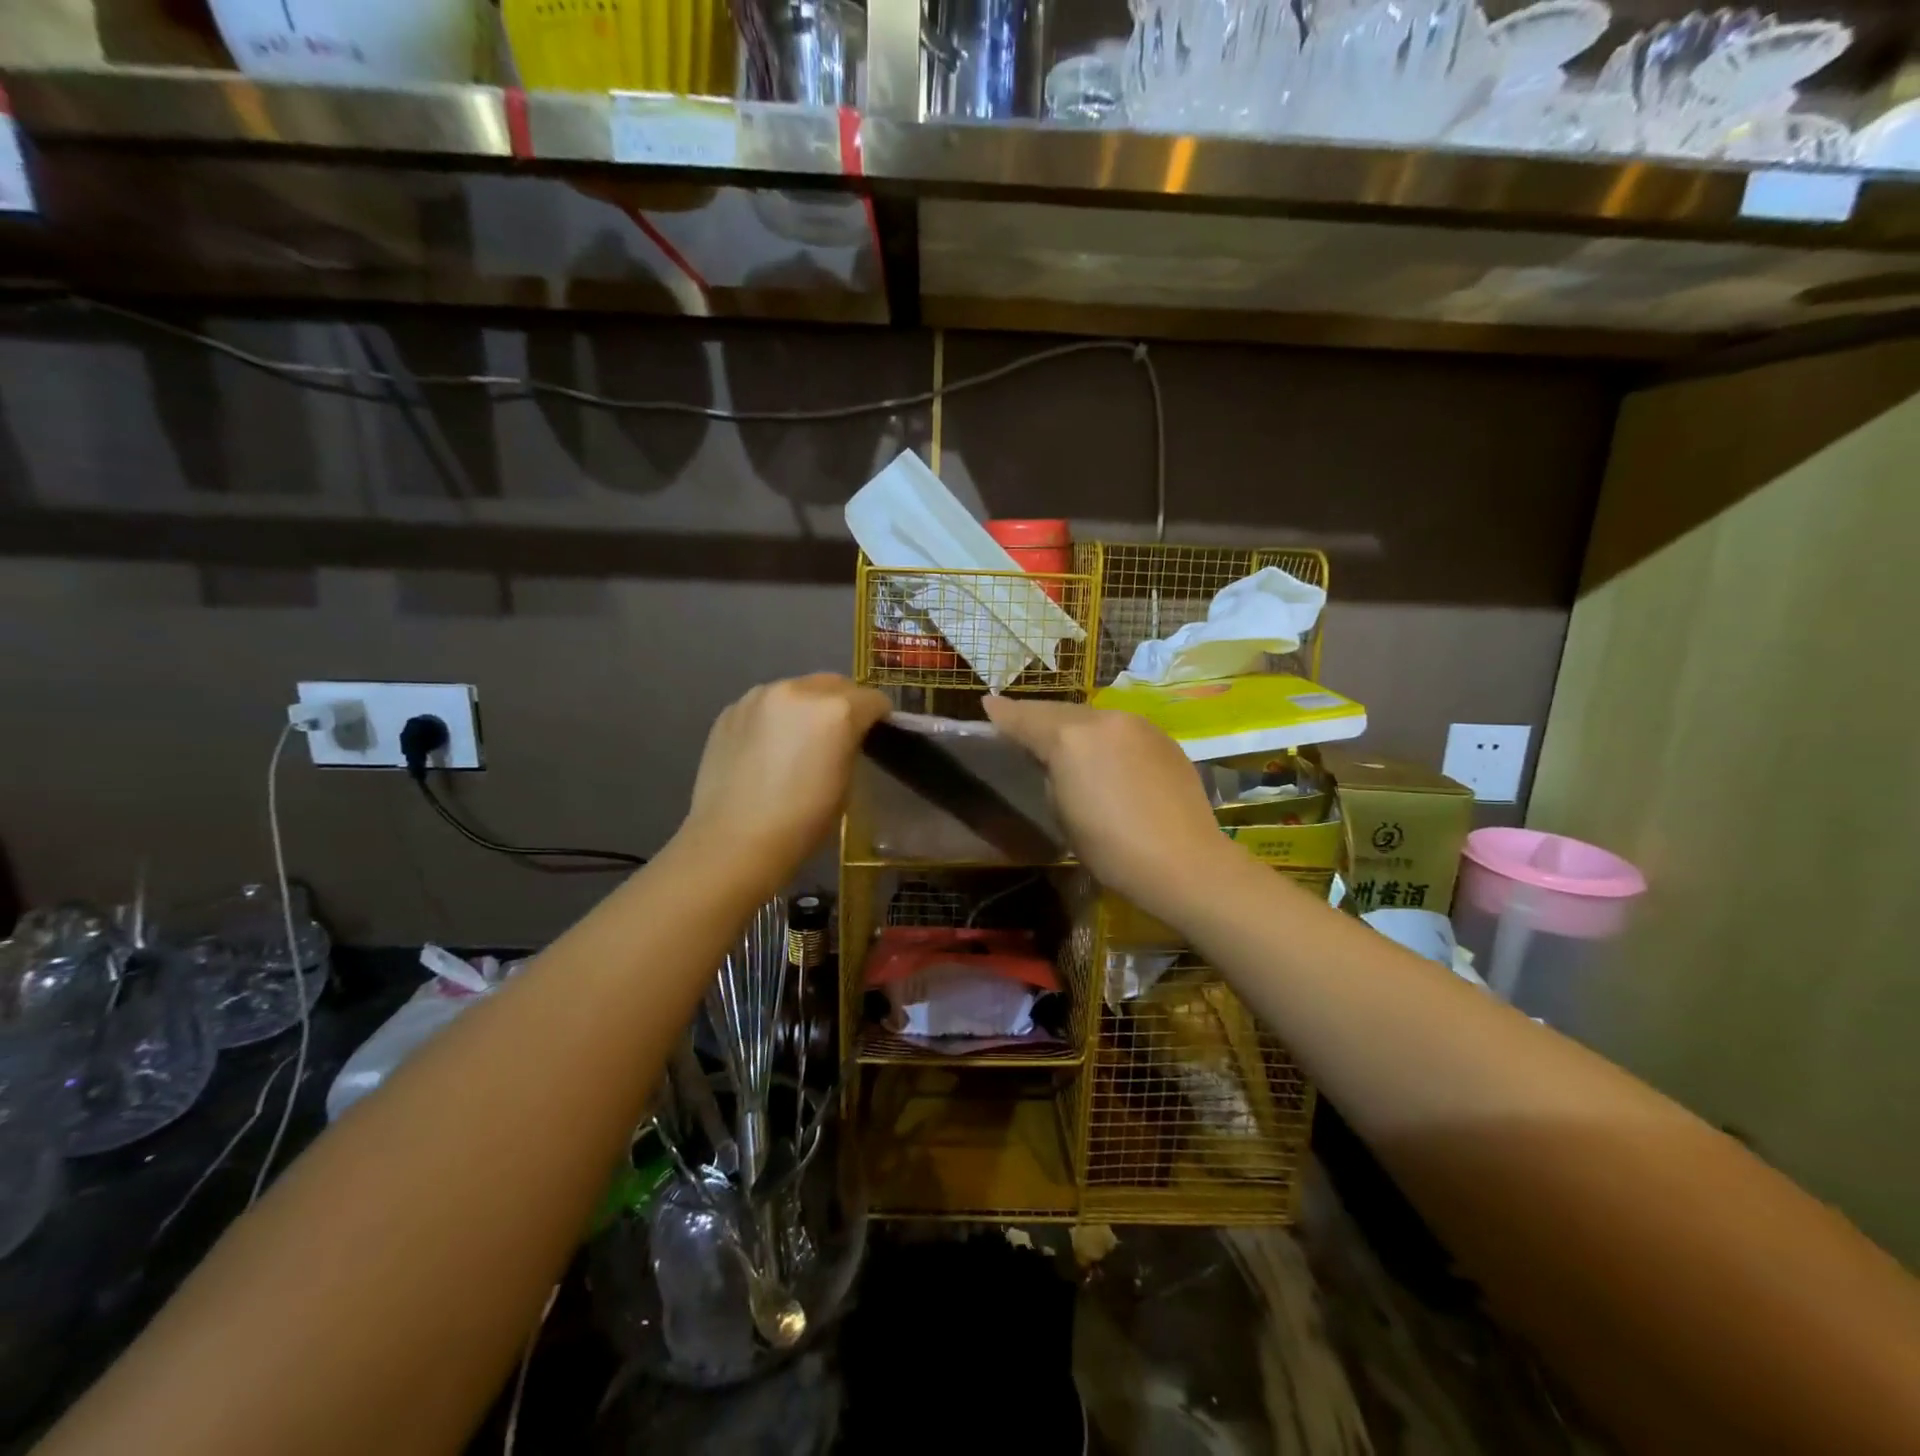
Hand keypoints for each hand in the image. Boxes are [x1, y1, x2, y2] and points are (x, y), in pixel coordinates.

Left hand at [681, 675, 892, 891]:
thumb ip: (849, 747)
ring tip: (799, 740)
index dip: (879, 718)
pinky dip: (775, 718)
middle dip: (844, 703)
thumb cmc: (801, 823)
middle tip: (840, 735)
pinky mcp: (730, 710)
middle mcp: (798, 691)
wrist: (732, 842)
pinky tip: (767, 749)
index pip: (873, 699)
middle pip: (835, 684)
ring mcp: (759, 697)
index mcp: (836, 711)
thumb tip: (845, 739)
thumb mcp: (845, 786)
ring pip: (797, 689)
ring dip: (807, 707)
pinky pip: (765, 704)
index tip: (875, 735)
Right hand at [982, 696, 1230, 918]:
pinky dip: (1104, 737)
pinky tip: (1105, 757)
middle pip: (1060, 712)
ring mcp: (1138, 725)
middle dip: (1037, 717)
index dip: (1003, 713)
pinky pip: (1121, 730)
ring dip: (1073, 726)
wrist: (1185, 862)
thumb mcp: (1063, 814)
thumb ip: (1052, 775)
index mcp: (1070, 738)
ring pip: (1093, 717)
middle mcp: (1104, 719)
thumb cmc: (1112, 848)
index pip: (1026, 719)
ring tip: (1061, 741)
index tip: (987, 703)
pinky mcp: (1164, 738)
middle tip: (1018, 723)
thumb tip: (1054, 762)